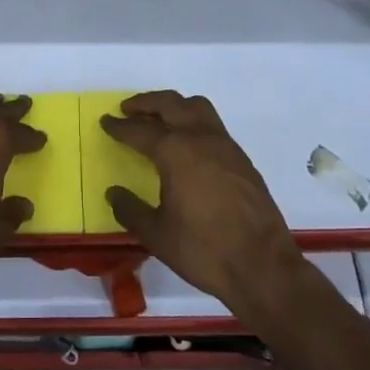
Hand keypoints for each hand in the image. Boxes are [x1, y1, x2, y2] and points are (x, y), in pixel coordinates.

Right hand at [102, 91, 306, 317]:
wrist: (263, 266)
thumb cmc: (204, 250)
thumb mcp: (157, 235)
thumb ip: (131, 210)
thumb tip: (114, 193)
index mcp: (175, 151)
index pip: (140, 130)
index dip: (120, 126)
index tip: (106, 122)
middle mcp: (200, 138)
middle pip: (169, 104)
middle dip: (145, 103)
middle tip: (127, 110)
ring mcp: (225, 145)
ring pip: (196, 107)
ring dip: (173, 105)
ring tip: (159, 118)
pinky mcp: (241, 159)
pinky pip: (212, 125)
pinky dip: (193, 122)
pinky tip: (188, 144)